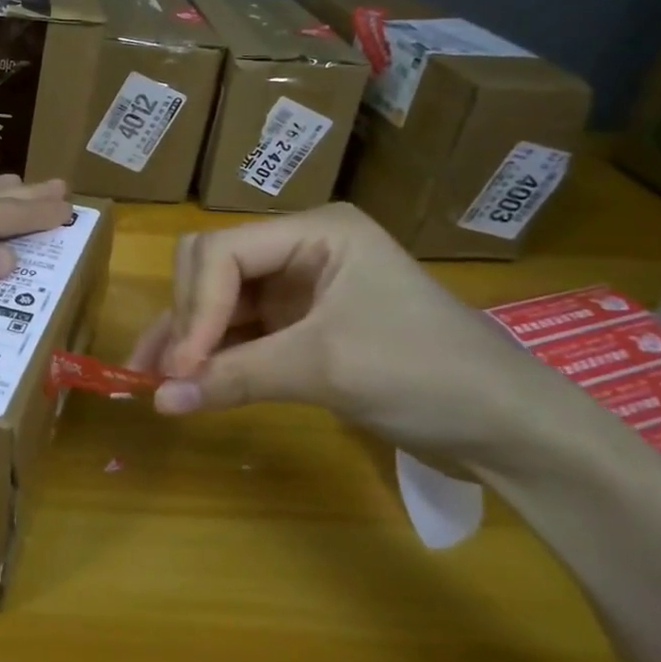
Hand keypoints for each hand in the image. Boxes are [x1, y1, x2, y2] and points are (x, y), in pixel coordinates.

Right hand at [127, 202, 553, 468]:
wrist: (511, 429)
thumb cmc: (426, 375)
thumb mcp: (326, 368)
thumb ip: (235, 377)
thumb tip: (158, 400)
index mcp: (314, 231)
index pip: (224, 253)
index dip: (195, 307)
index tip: (182, 366)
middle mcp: (299, 249)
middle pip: (211, 268)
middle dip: (188, 318)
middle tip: (170, 372)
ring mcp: (298, 288)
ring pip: (219, 302)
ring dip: (187, 338)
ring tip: (150, 378)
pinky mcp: (300, 326)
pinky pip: (240, 333)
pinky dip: (213, 356)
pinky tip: (184, 383)